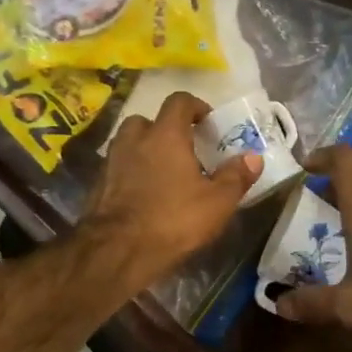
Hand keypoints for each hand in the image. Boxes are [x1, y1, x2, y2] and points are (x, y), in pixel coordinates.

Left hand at [83, 92, 260, 288]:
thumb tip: (253, 157)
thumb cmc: (173, 220)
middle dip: (165, 129)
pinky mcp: (98, 185)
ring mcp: (111, 161)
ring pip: (129, 143)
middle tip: (183, 150)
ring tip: (163, 173)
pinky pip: (118, 168)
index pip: (178, 101)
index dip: (195, 106)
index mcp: (165, 135)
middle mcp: (134, 140)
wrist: (117, 250)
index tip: (207, 122)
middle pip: (147, 120)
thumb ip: (235, 176)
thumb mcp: (217, 203)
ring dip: (145, 150)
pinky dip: (130, 173)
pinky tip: (144, 195)